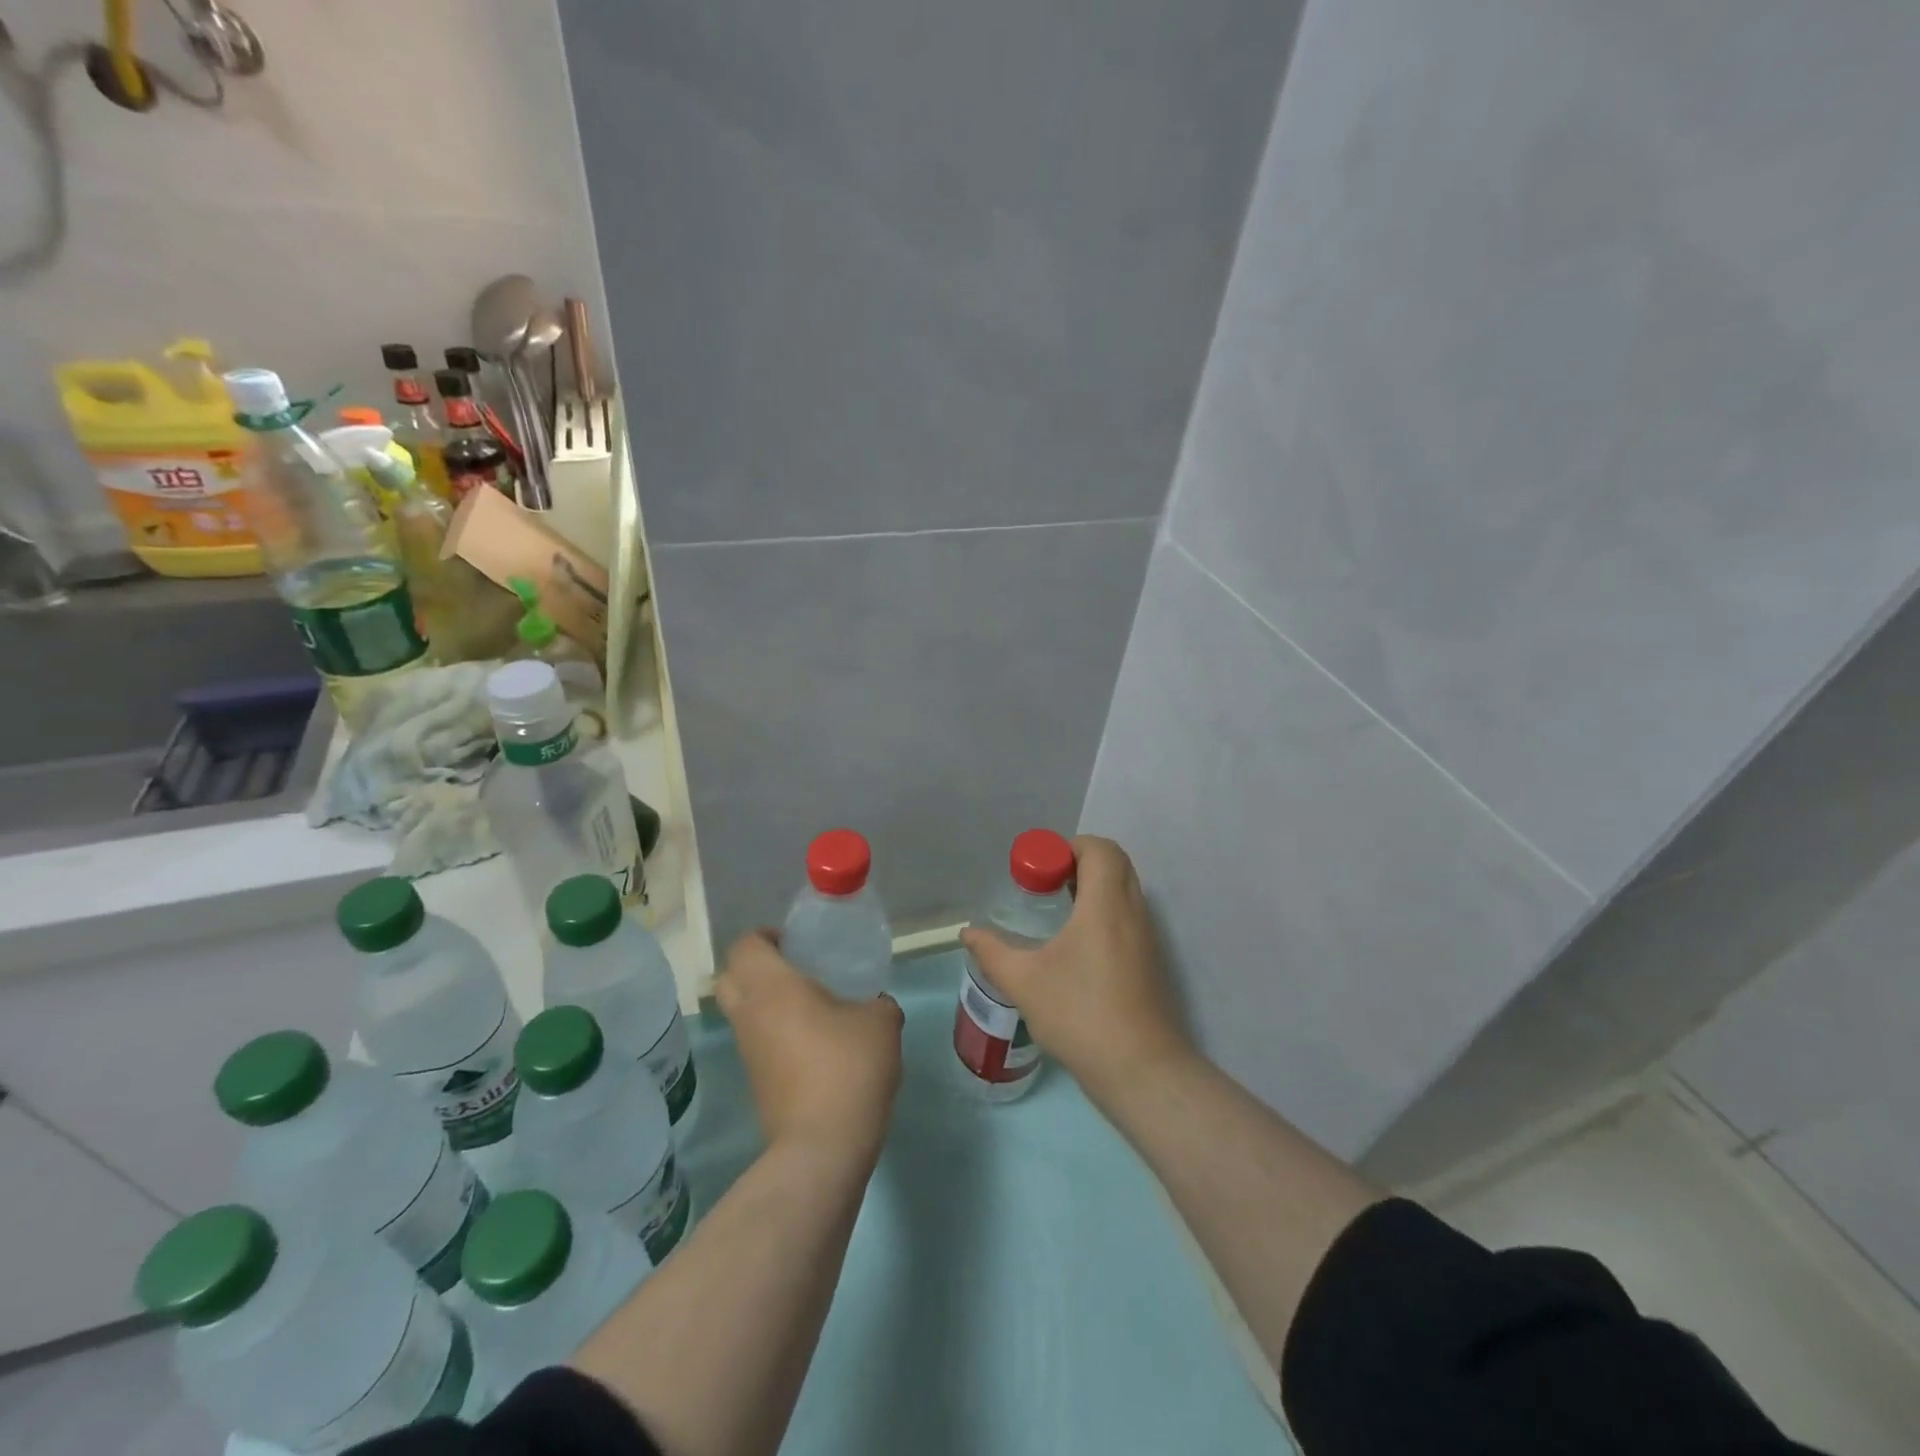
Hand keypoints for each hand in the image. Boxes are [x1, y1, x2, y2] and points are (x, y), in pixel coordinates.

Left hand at [715, 930, 904, 1162]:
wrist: (822, 1146)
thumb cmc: (848, 1067)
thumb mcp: (881, 1022)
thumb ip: (878, 1001)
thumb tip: (875, 1004)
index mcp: (772, 987)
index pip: (747, 945)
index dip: (767, 936)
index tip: (798, 942)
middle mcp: (750, 1014)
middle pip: (731, 976)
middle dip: (756, 966)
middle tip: (796, 967)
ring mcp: (748, 1051)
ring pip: (742, 1011)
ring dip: (765, 1001)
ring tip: (811, 1003)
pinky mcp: (755, 1081)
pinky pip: (756, 1040)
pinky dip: (774, 1031)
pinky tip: (814, 1039)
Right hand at [960, 836, 1192, 1102]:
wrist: (1141, 1070)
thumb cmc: (1080, 1015)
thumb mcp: (1024, 982)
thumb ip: (992, 952)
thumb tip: (968, 932)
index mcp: (1105, 904)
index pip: (1099, 848)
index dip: (1068, 847)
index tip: (1039, 871)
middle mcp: (1133, 911)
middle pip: (1115, 862)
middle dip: (1079, 863)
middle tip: (1045, 886)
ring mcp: (1147, 937)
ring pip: (1124, 889)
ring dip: (1093, 888)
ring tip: (1057, 913)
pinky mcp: (1151, 961)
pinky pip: (1129, 915)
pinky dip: (1105, 912)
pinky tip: (1076, 946)